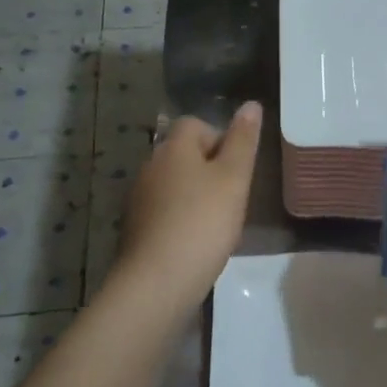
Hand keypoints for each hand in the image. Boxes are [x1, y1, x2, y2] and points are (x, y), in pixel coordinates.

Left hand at [113, 102, 262, 309]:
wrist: (158, 281)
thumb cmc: (203, 222)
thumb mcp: (234, 178)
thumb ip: (243, 141)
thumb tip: (251, 104)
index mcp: (173, 148)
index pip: (194, 124)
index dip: (219, 139)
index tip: (237, 168)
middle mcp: (150, 166)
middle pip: (183, 155)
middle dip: (210, 170)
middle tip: (233, 198)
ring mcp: (138, 199)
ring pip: (174, 185)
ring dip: (196, 196)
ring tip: (218, 224)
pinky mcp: (135, 229)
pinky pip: (164, 212)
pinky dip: (181, 220)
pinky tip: (196, 244)